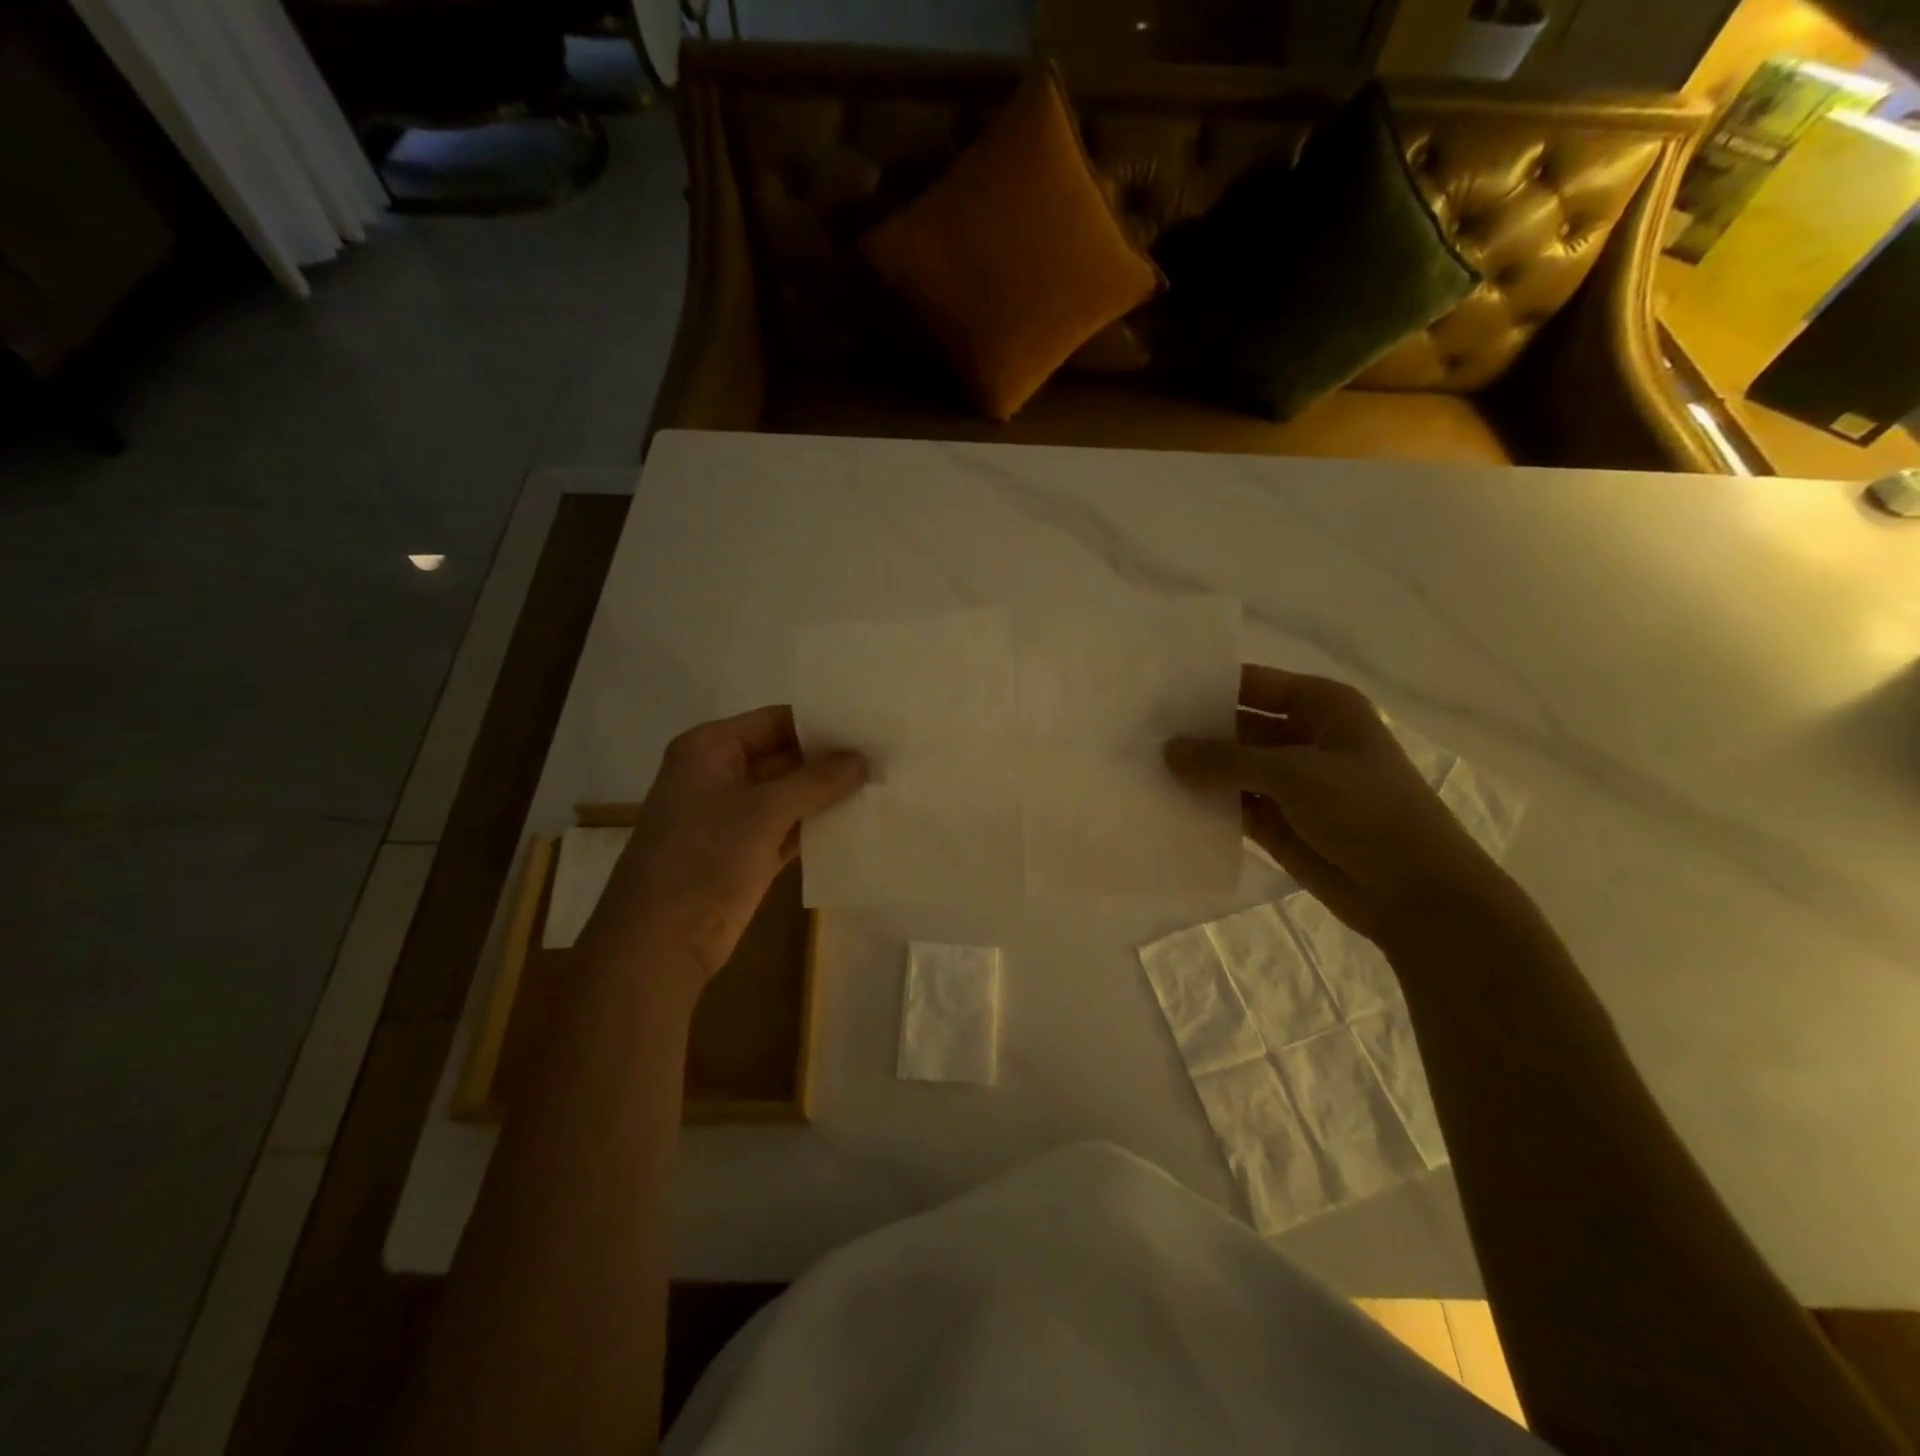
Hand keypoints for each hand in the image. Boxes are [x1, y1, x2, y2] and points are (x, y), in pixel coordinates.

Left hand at [592, 706, 865, 978]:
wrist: (662, 940)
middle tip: (886, 756)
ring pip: (792, 794)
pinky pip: (792, 826)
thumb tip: (865, 758)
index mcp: (711, 749)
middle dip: (831, 760)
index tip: (870, 725)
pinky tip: (861, 820)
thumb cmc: (703, 857)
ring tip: (884, 783)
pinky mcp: (751, 851)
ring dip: (830, 794)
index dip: (822, 723)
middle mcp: (723, 774)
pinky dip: (820, 825)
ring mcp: (736, 815)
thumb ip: (817, 780)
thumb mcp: (762, 811)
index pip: (776, 721)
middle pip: (786, 756)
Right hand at [1166, 665, 1516, 944]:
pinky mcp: (1276, 821)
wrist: (1415, 894)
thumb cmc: (1367, 813)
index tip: (1154, 691)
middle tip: (1136, 731)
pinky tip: (1162, 802)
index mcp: (1321, 707)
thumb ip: (1226, 760)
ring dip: (1194, 770)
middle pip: (1236, 725)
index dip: (1206, 686)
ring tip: (1137, 765)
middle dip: (1193, 731)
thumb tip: (1165, 750)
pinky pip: (1231, 804)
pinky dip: (1204, 804)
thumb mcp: (1295, 775)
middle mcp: (1302, 737)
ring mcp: (1288, 782)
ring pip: (1230, 767)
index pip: (1252, 684)